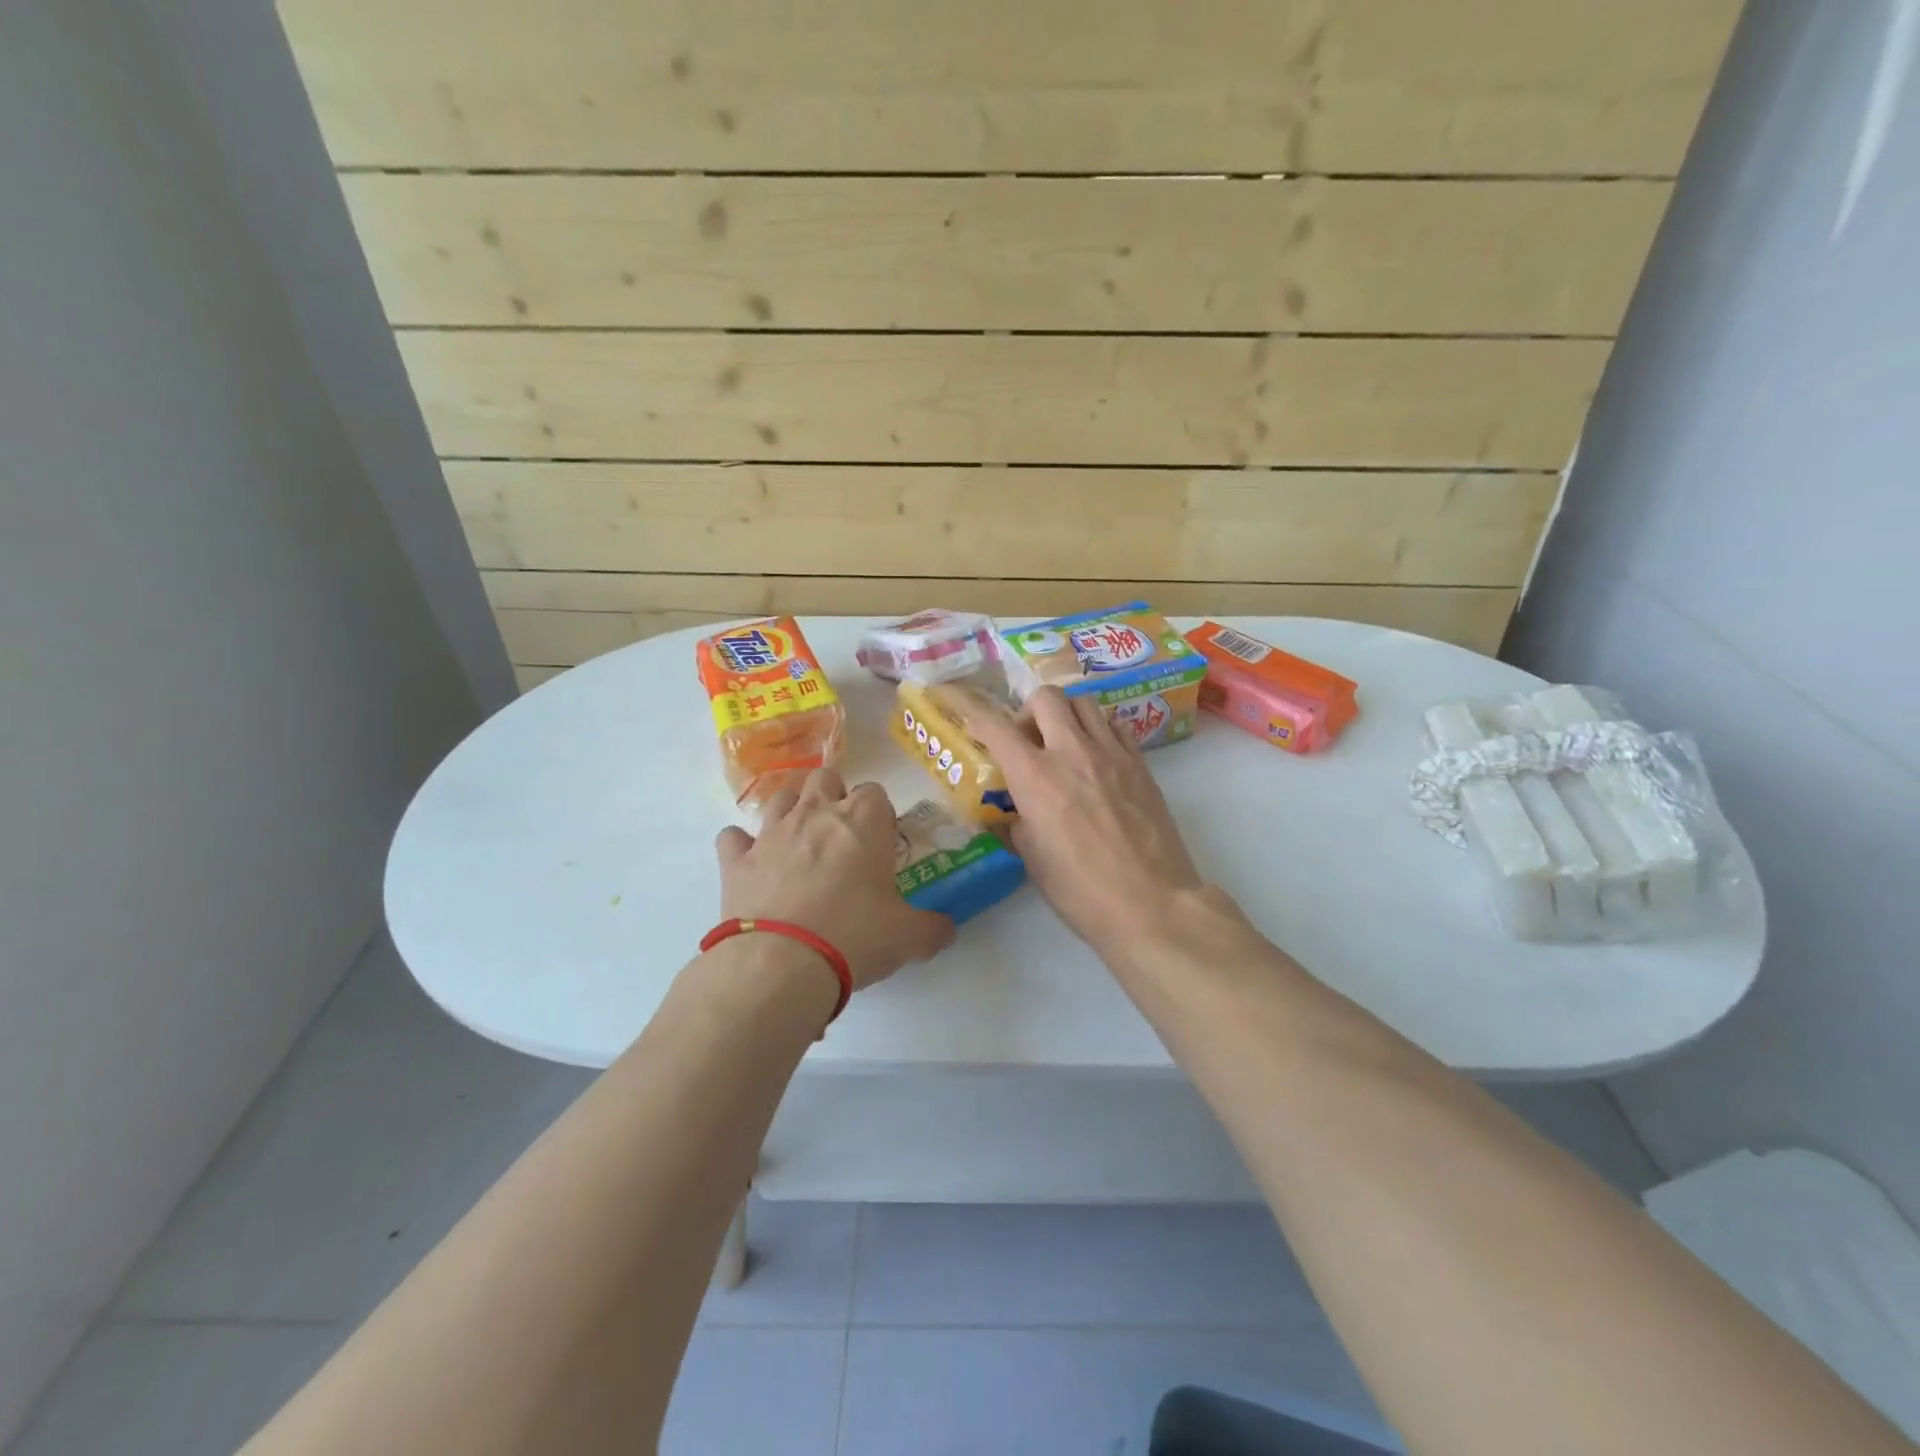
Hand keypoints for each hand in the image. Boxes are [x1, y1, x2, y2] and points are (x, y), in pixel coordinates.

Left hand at [715, 768, 953, 990]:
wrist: (780, 963)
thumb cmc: (854, 936)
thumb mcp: (908, 937)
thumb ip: (932, 928)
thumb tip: (947, 930)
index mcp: (863, 821)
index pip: (875, 792)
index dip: (879, 815)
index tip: (881, 844)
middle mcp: (816, 813)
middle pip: (825, 778)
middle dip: (834, 797)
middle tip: (842, 837)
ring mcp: (771, 833)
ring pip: (780, 796)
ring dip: (791, 810)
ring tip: (800, 842)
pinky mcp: (736, 860)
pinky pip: (733, 837)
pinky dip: (742, 846)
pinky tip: (752, 865)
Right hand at [966, 687, 1209, 957]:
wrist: (1150, 903)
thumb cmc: (1081, 890)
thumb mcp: (1033, 860)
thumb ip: (1018, 824)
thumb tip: (1015, 814)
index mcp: (1036, 777)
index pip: (998, 728)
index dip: (979, 719)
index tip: (973, 724)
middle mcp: (1072, 751)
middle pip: (1046, 697)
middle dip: (1028, 711)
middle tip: (1028, 740)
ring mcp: (1111, 753)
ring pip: (1084, 702)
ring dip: (1065, 714)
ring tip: (1063, 743)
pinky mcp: (1140, 763)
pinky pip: (1114, 724)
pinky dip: (1098, 729)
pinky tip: (1096, 757)